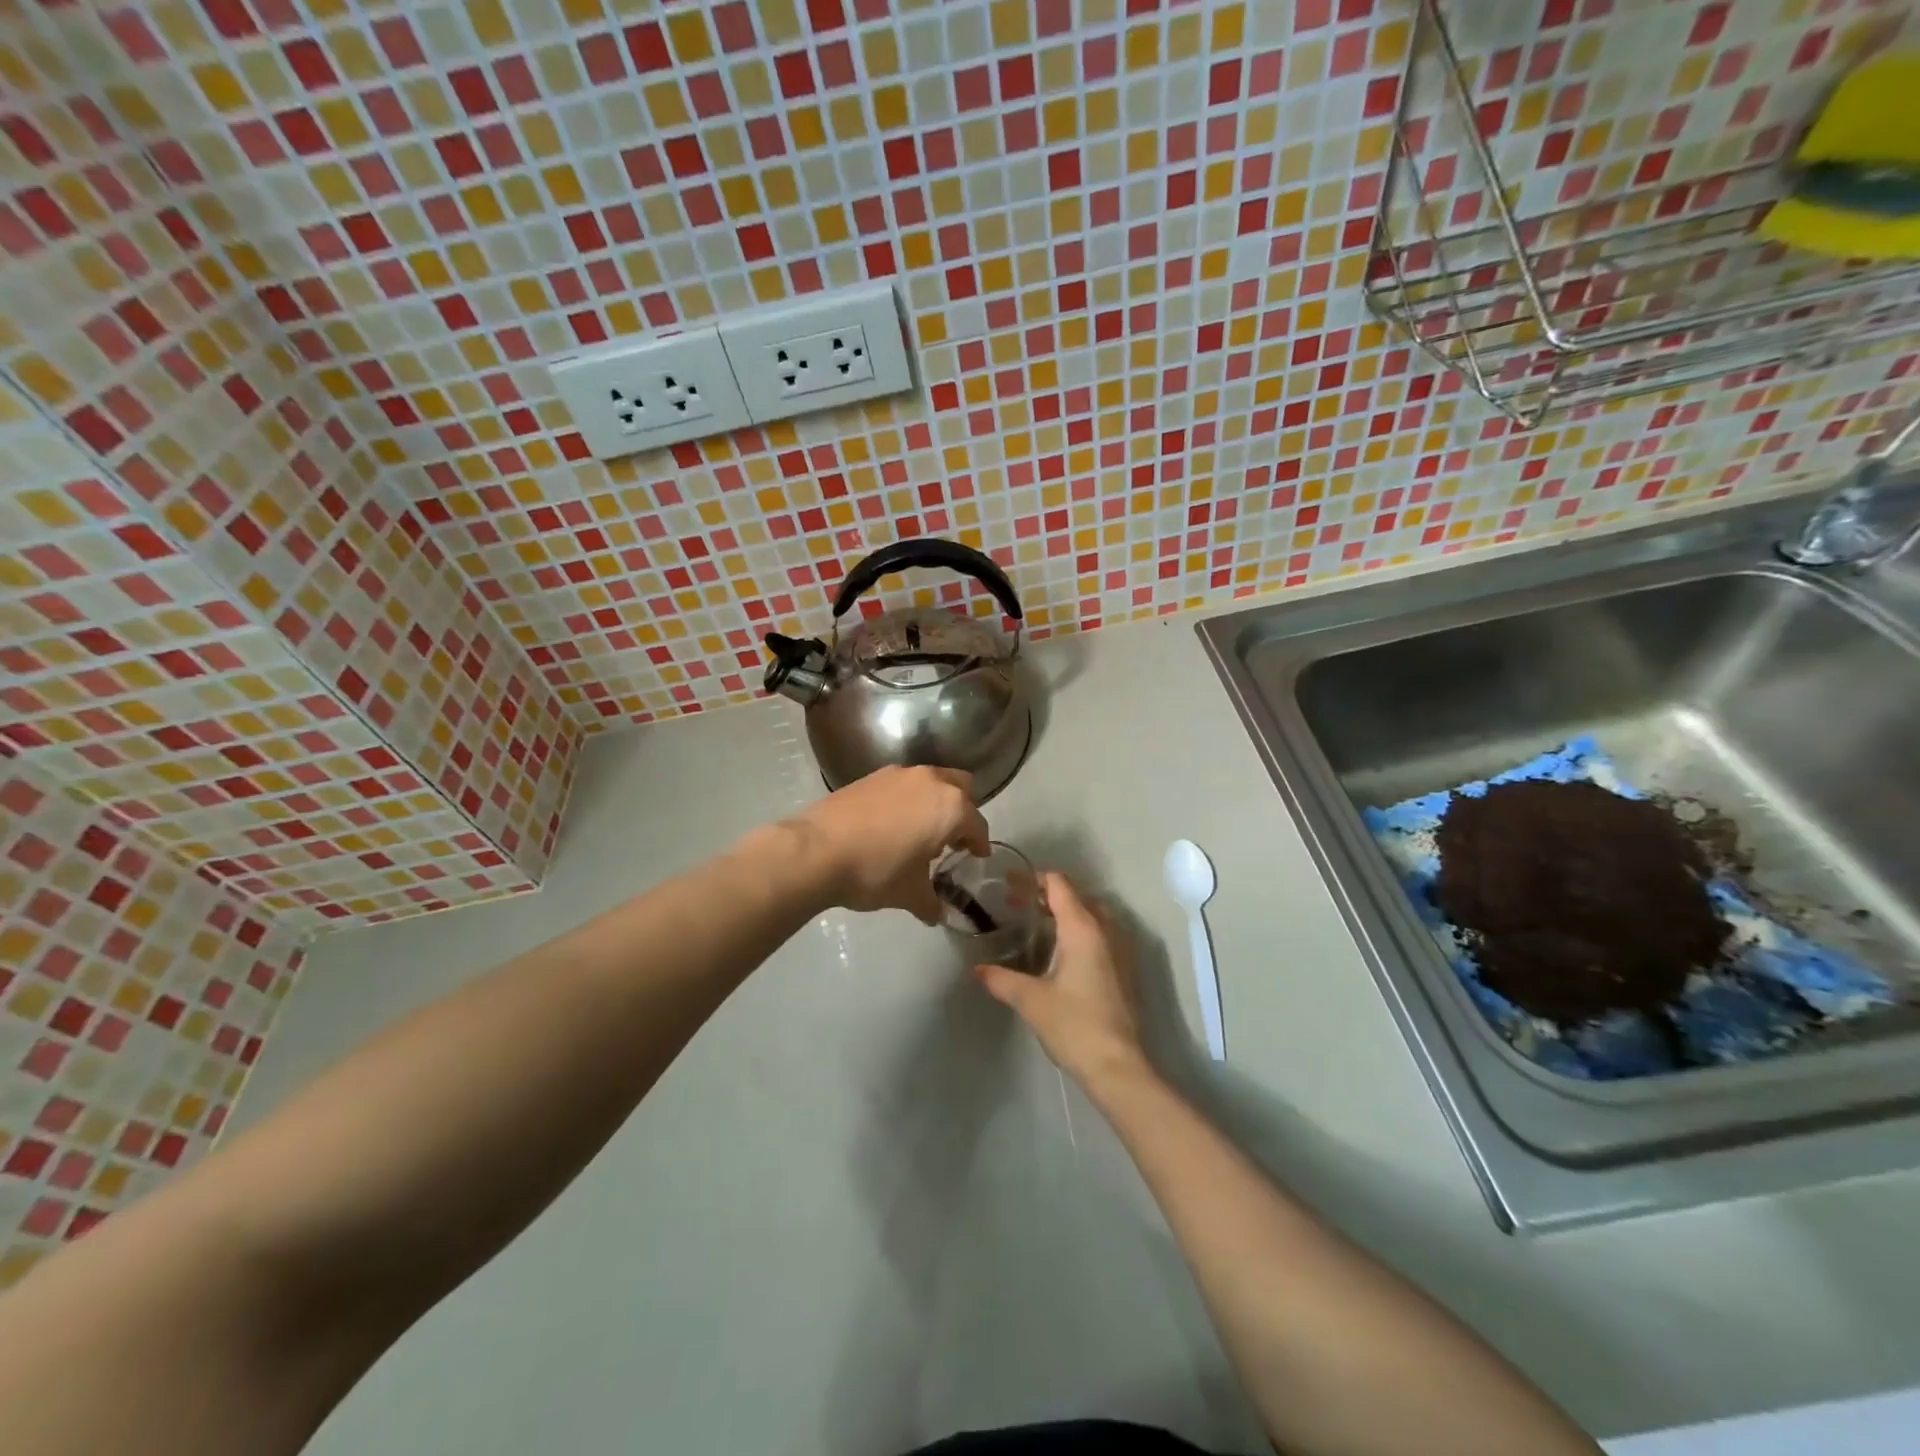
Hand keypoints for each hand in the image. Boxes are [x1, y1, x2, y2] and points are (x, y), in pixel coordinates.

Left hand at [788, 765, 989, 923]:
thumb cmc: (876, 871)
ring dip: (933, 802)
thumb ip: (931, 903)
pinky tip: (891, 826)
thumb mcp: (910, 894)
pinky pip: (902, 785)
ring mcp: (899, 774)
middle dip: (962, 811)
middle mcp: (930, 781)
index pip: (977, 824)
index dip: (980, 843)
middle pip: (961, 788)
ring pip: (931, 781)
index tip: (977, 855)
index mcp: (950, 807)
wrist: (816, 850)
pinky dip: (906, 800)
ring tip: (919, 833)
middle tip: (952, 839)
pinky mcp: (871, 776)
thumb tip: (937, 914)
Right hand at [974, 873, 1152, 1090]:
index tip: (1009, 886)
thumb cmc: (1074, 1025)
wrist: (1118, 1066)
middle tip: (1018, 907)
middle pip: (1077, 895)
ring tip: (1038, 927)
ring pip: (1093, 914)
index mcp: (1083, 928)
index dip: (1033, 879)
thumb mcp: (1030, 1000)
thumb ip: (1001, 979)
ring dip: (1066, 913)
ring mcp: (1121, 948)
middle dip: (1048, 895)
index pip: (1059, 884)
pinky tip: (1062, 953)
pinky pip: (1102, 933)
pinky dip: (1081, 930)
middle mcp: (1106, 929)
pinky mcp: (1125, 968)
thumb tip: (977, 970)